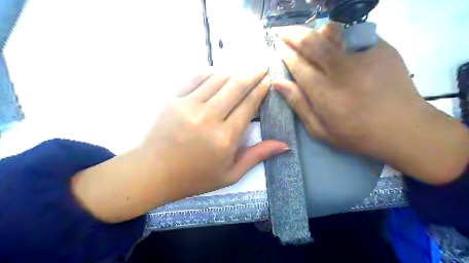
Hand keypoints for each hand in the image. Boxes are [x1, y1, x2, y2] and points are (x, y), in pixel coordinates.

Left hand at [143, 68, 289, 198]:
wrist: (153, 173)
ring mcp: (188, 105)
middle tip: (262, 66)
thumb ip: (257, 156)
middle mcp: (209, 117)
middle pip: (236, 86)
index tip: (268, 80)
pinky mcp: (173, 99)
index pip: (248, 105)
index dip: (260, 90)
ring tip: (243, 70)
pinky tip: (217, 72)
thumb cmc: (194, 177)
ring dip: (233, 71)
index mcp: (225, 138)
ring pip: (217, 79)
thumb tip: (284, 145)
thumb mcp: (230, 174)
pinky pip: (195, 77)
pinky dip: (209, 71)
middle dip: (253, 73)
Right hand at [273, 25, 468, 184]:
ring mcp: (363, 55)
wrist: (403, 128)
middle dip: (292, 34)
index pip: (297, 64)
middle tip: (281, 31)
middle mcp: (341, 69)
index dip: (285, 52)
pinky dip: (338, 35)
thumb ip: (298, 104)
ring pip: (332, 31)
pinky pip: (353, 34)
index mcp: (323, 91)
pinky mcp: (381, 48)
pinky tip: (334, 44)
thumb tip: (278, 83)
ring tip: (306, 36)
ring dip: (314, 31)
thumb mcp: (319, 129)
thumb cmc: (355, 134)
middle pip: (311, 42)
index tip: (277, 45)